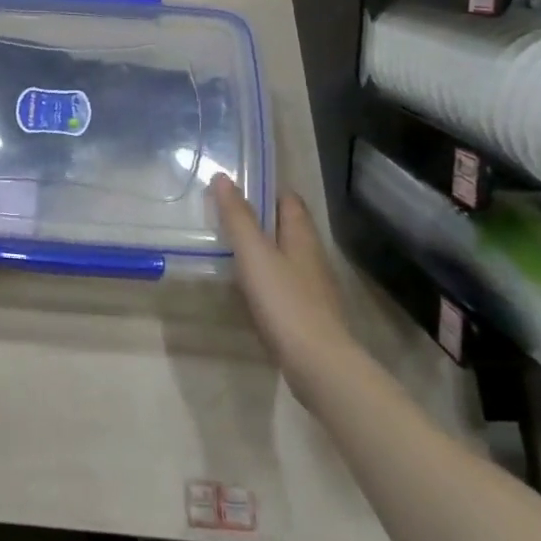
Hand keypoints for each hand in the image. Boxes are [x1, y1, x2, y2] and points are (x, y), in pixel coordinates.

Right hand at [209, 175, 352, 366]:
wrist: (317, 363)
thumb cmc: (285, 301)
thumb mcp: (254, 253)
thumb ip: (237, 217)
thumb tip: (223, 177)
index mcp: (302, 236)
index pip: (289, 200)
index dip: (266, 190)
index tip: (236, 188)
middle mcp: (312, 256)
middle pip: (287, 227)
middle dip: (260, 219)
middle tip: (224, 216)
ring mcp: (312, 287)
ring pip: (285, 256)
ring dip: (262, 249)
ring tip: (228, 248)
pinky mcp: (307, 313)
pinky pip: (283, 284)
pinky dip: (265, 278)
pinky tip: (245, 288)